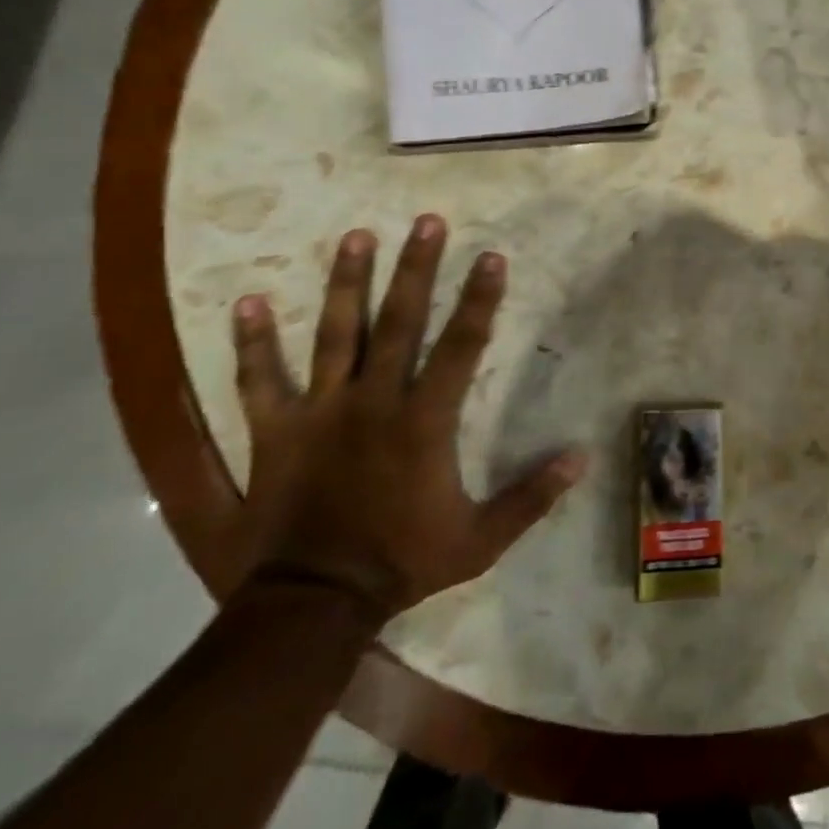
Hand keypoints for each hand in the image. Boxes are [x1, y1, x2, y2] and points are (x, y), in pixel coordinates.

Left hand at [230, 215, 585, 618]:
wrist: (312, 607)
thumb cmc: (401, 564)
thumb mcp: (480, 540)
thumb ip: (531, 497)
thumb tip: (582, 458)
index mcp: (424, 421)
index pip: (461, 346)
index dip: (479, 299)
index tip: (491, 255)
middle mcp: (373, 402)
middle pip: (398, 322)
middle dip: (415, 269)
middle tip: (426, 222)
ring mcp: (319, 413)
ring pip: (335, 335)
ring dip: (345, 283)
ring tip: (354, 236)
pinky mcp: (274, 433)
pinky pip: (259, 382)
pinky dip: (252, 344)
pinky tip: (246, 302)